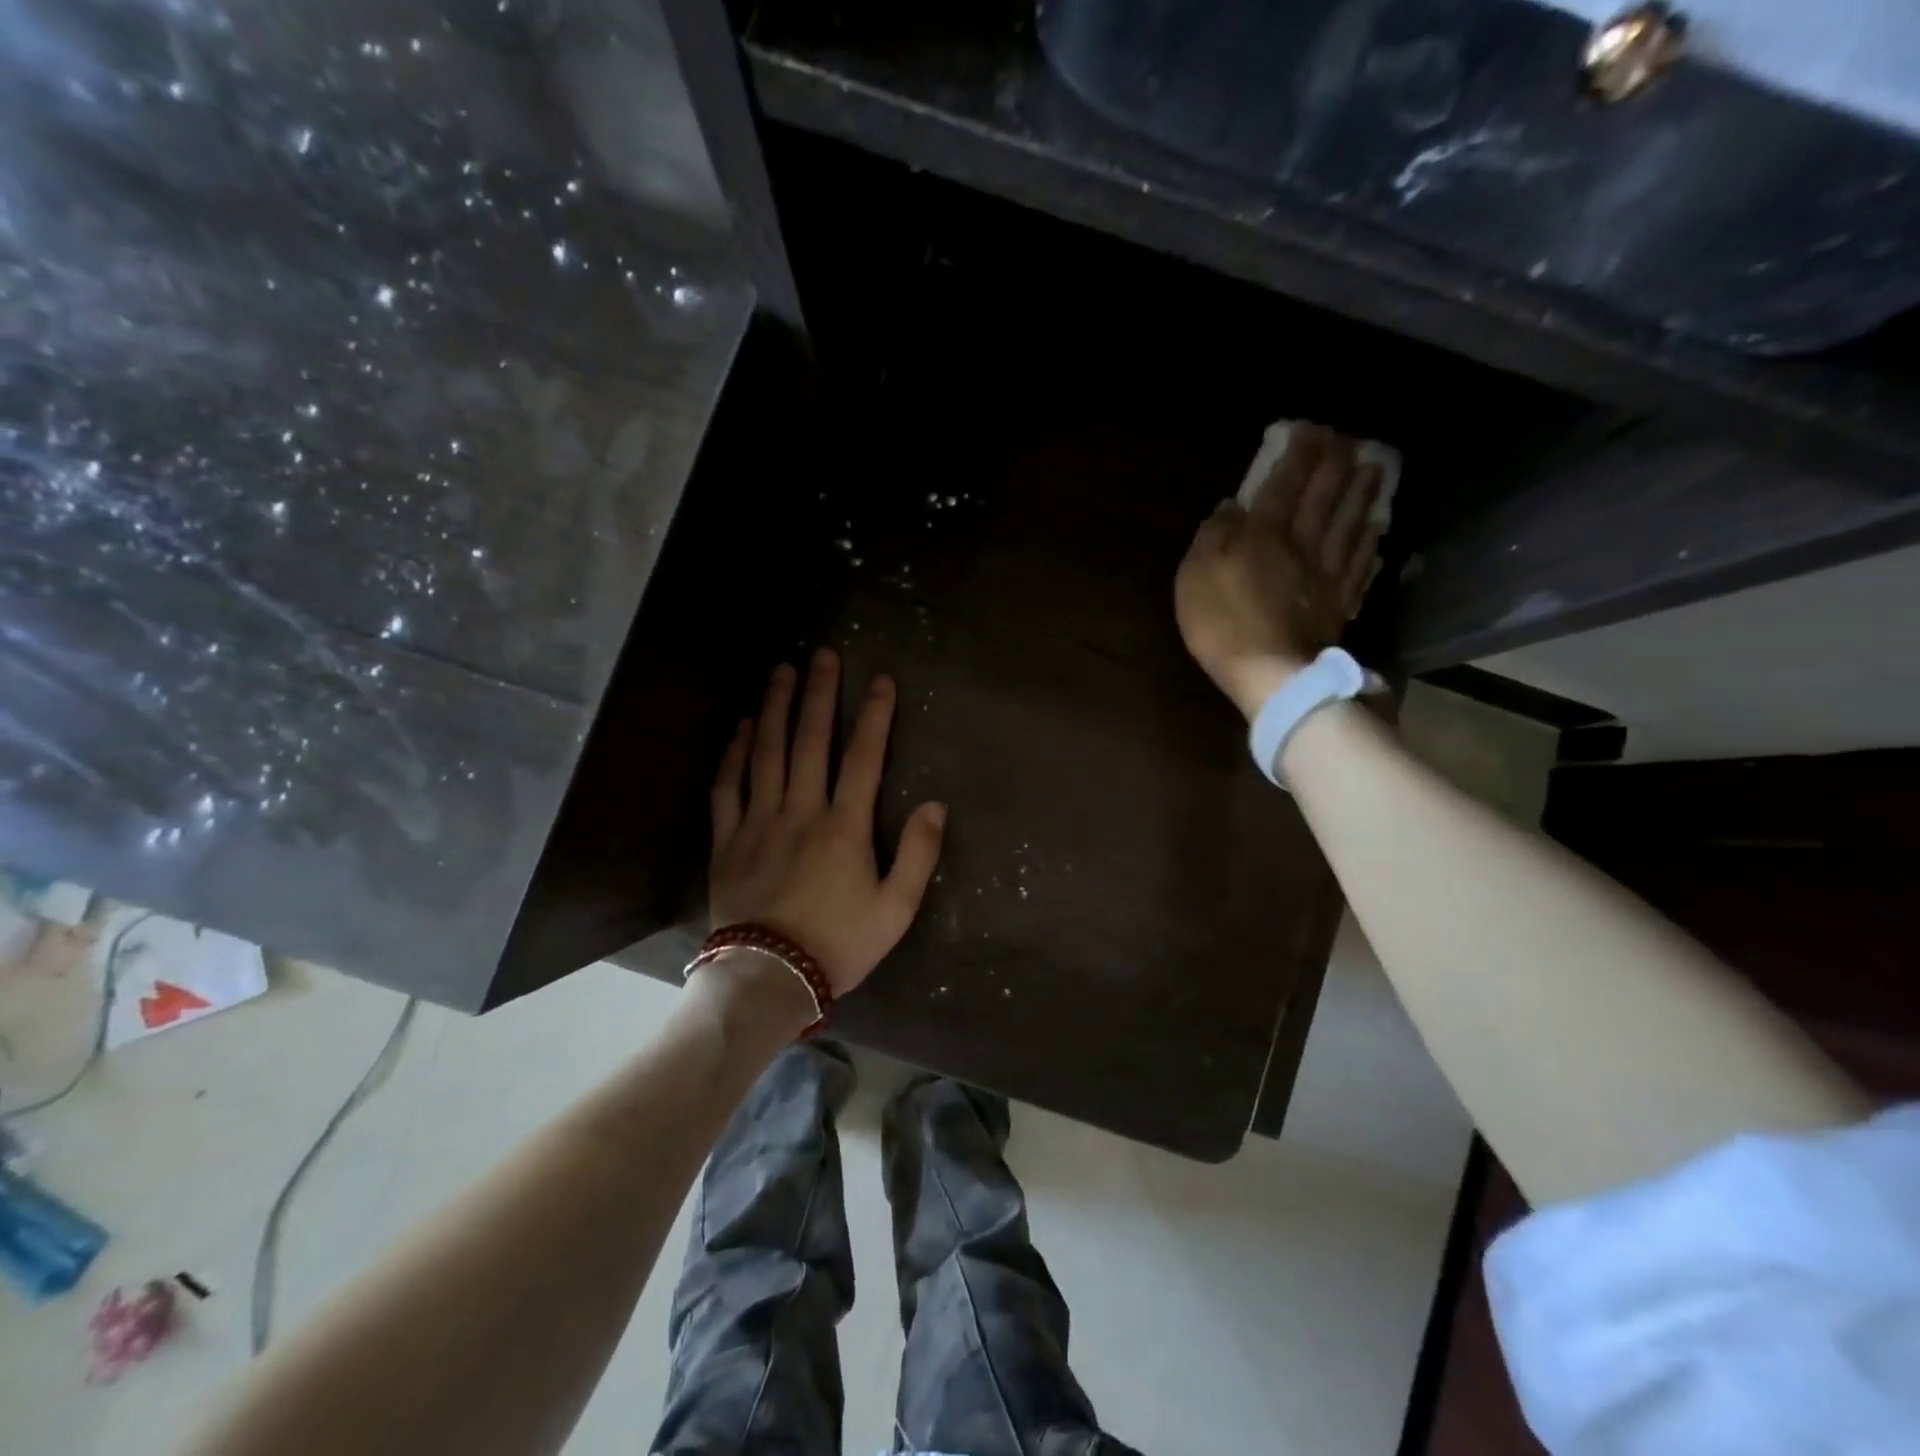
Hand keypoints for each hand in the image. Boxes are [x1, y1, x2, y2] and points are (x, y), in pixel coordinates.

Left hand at [709, 650, 946, 997]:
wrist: (769, 979)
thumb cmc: (839, 944)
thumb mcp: (896, 909)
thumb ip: (918, 854)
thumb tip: (935, 805)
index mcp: (845, 827)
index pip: (863, 758)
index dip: (875, 716)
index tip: (880, 680)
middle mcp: (801, 812)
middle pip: (811, 741)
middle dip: (820, 694)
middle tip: (823, 655)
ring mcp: (759, 822)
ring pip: (767, 753)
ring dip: (776, 709)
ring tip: (782, 672)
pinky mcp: (728, 840)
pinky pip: (728, 787)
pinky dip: (734, 754)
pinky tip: (742, 728)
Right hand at [1174, 425, 1384, 718]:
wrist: (1271, 676)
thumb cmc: (1223, 625)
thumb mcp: (1196, 576)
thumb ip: (1213, 537)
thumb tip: (1231, 507)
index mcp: (1265, 534)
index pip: (1285, 483)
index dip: (1298, 453)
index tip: (1309, 428)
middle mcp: (1303, 544)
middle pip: (1325, 496)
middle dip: (1336, 463)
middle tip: (1348, 439)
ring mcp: (1327, 574)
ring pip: (1351, 524)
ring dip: (1363, 493)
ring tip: (1376, 468)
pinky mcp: (1339, 603)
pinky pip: (1360, 565)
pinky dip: (1370, 542)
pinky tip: (1377, 531)